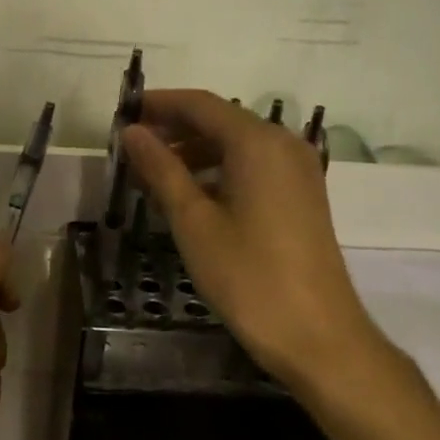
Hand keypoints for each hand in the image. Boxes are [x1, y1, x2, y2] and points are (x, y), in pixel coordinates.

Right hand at [122, 90, 384, 396]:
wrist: (317, 335)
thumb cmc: (248, 276)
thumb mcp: (193, 221)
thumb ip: (161, 169)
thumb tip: (132, 132)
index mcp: (257, 143)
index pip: (200, 104)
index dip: (159, 104)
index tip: (122, 113)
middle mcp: (283, 145)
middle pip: (220, 120)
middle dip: (174, 129)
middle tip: (131, 148)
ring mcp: (297, 171)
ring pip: (236, 145)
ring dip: (193, 152)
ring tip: (152, 175)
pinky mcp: (301, 196)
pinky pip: (253, 167)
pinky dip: (218, 171)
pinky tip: (190, 197)